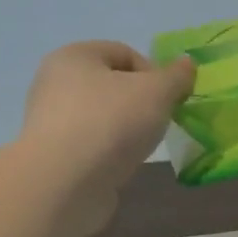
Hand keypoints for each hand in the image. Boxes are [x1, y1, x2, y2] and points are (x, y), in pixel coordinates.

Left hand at [19, 41, 194, 199]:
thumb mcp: (157, 92)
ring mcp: (50, 120)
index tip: (168, 100)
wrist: (64, 183)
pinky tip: (119, 165)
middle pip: (113, 86)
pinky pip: (92, 144)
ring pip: (103, 117)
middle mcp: (55, 82)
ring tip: (139, 148)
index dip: (154, 74)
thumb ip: (176, 76)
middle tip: (157, 123)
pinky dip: (110, 152)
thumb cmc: (111, 123)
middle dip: (141, 103)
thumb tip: (186, 63)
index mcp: (75, 56)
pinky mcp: (53, 154)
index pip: (125, 52)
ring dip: (126, 130)